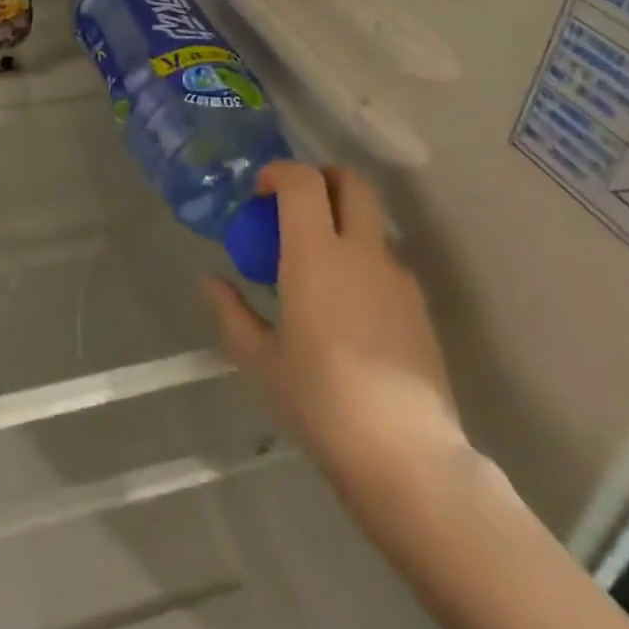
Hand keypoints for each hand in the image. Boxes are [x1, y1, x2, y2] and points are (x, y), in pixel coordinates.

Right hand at [205, 163, 467, 512]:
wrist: (406, 456)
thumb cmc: (320, 401)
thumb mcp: (261, 359)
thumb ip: (232, 313)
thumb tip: (210, 282)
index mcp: (316, 254)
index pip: (303, 181)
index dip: (279, 172)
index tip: (260, 192)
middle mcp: (361, 252)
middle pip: (351, 182)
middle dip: (321, 179)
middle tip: (293, 208)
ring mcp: (397, 277)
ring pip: (370, 222)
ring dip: (341, 223)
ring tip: (315, 269)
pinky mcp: (419, 306)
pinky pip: (384, 262)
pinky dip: (360, 261)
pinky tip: (345, 308)